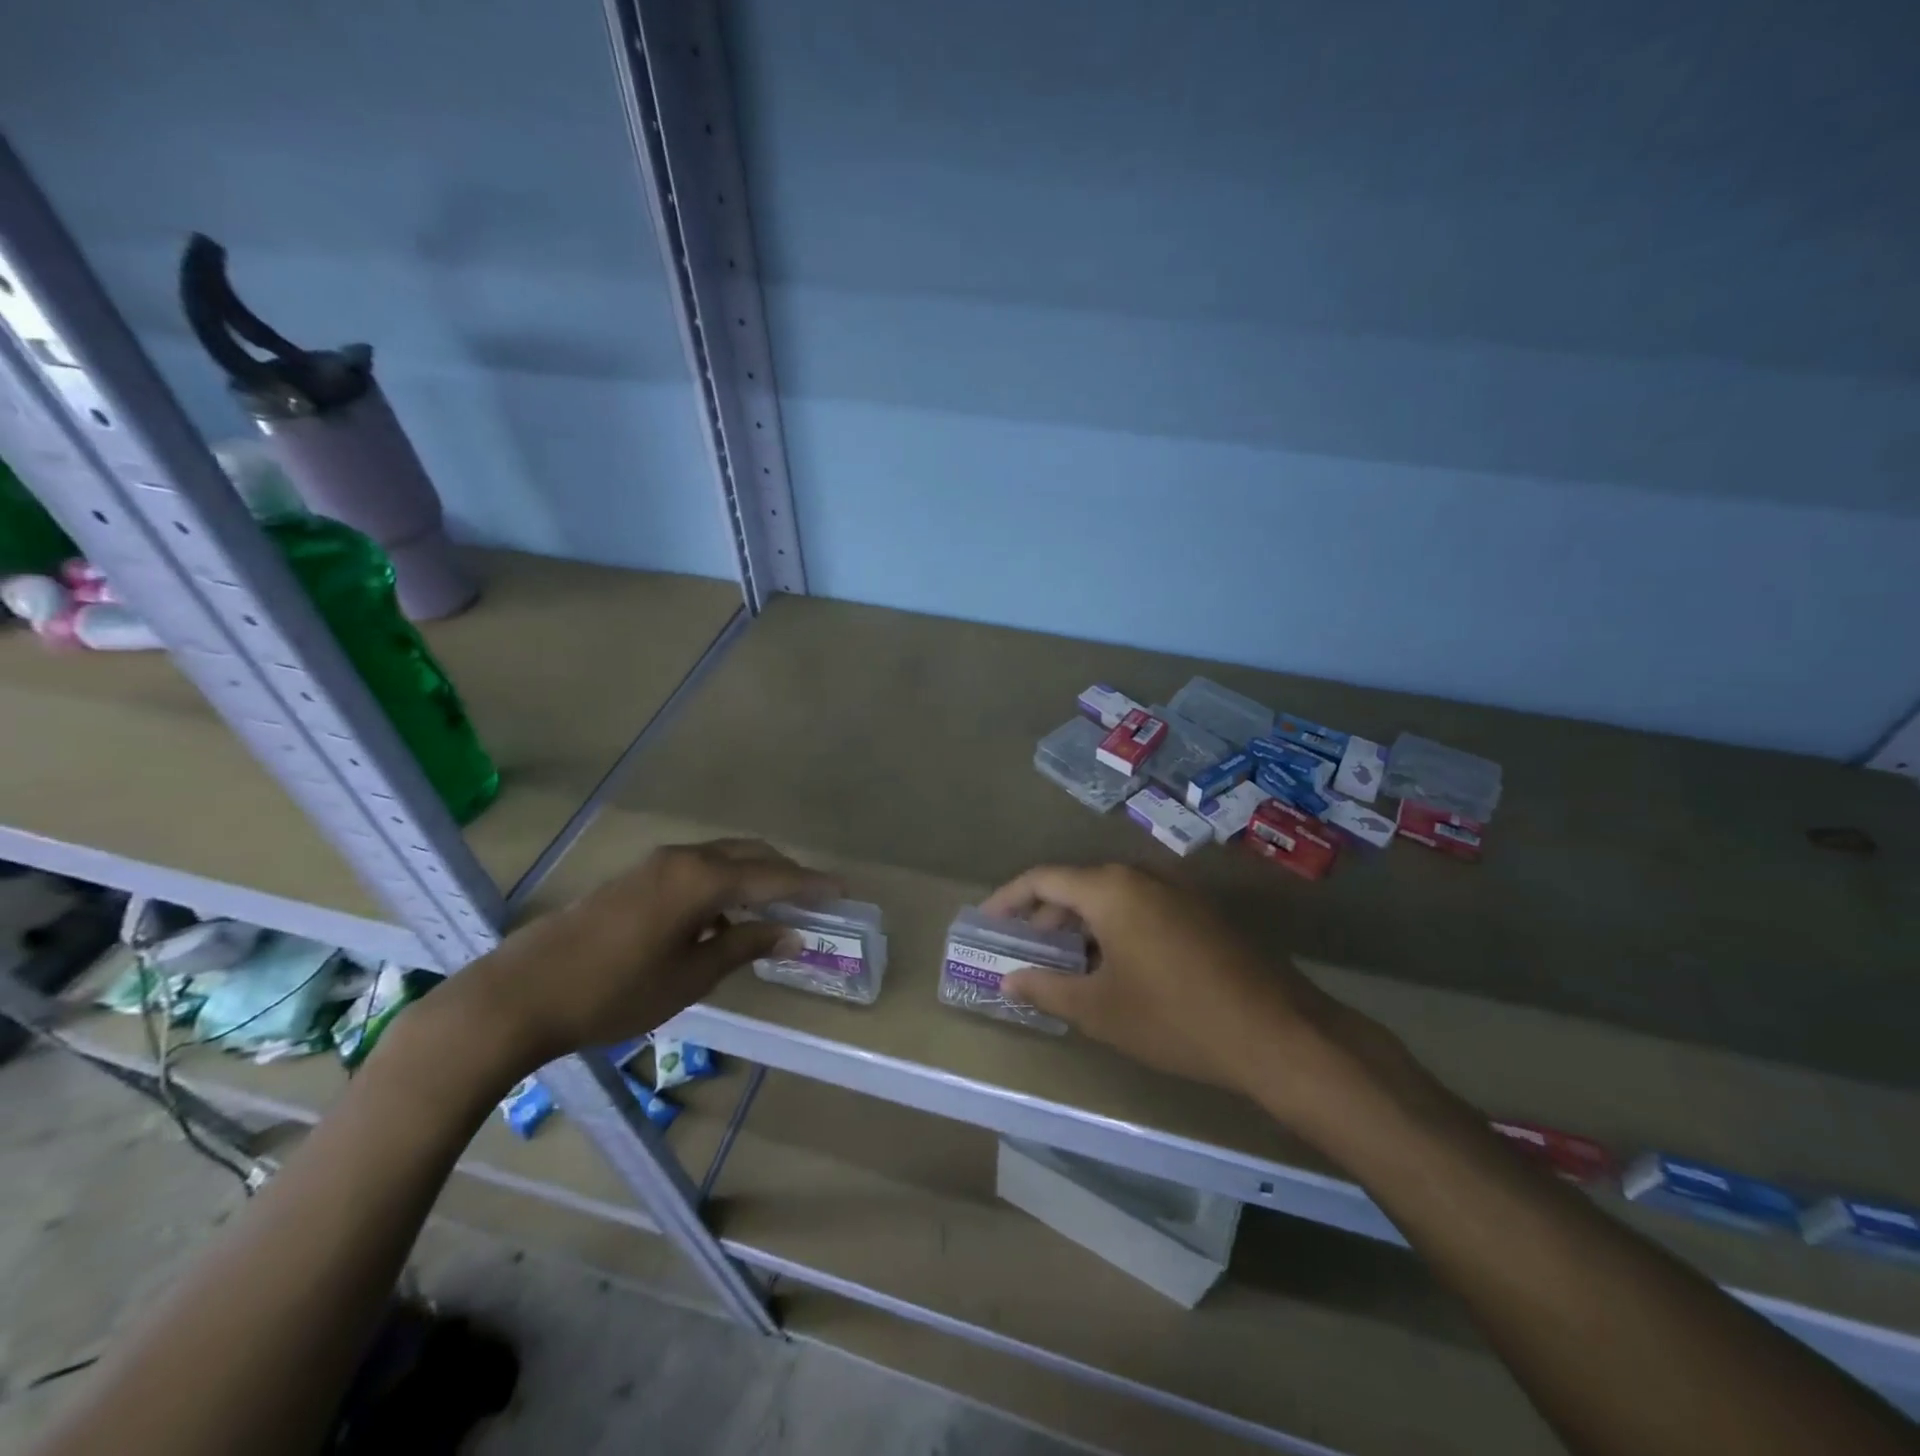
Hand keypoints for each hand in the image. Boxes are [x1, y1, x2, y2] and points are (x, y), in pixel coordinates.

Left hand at [447, 839, 836, 1077]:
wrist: (519, 995)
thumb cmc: (614, 992)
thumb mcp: (690, 976)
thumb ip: (744, 946)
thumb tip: (793, 933)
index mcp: (701, 880)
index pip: (772, 876)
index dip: (810, 884)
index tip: (843, 889)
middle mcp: (683, 859)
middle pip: (749, 855)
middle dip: (785, 873)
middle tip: (813, 897)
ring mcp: (654, 865)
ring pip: (722, 859)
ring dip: (753, 876)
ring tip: (775, 907)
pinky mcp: (634, 879)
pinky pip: (696, 869)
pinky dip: (723, 883)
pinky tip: (722, 918)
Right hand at [982, 864, 1410, 1132]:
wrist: (1276, 1034)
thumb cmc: (1174, 1018)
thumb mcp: (1100, 1010)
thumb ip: (1047, 988)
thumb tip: (1010, 980)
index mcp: (1110, 889)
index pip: (1043, 879)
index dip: (1008, 899)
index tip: (986, 922)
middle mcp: (1141, 877)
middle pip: (1078, 885)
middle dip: (1045, 917)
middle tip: (1025, 953)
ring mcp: (1176, 892)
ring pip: (1111, 898)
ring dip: (1081, 926)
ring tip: (1065, 966)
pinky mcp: (1200, 913)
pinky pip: (1141, 909)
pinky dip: (1114, 930)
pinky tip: (1114, 970)